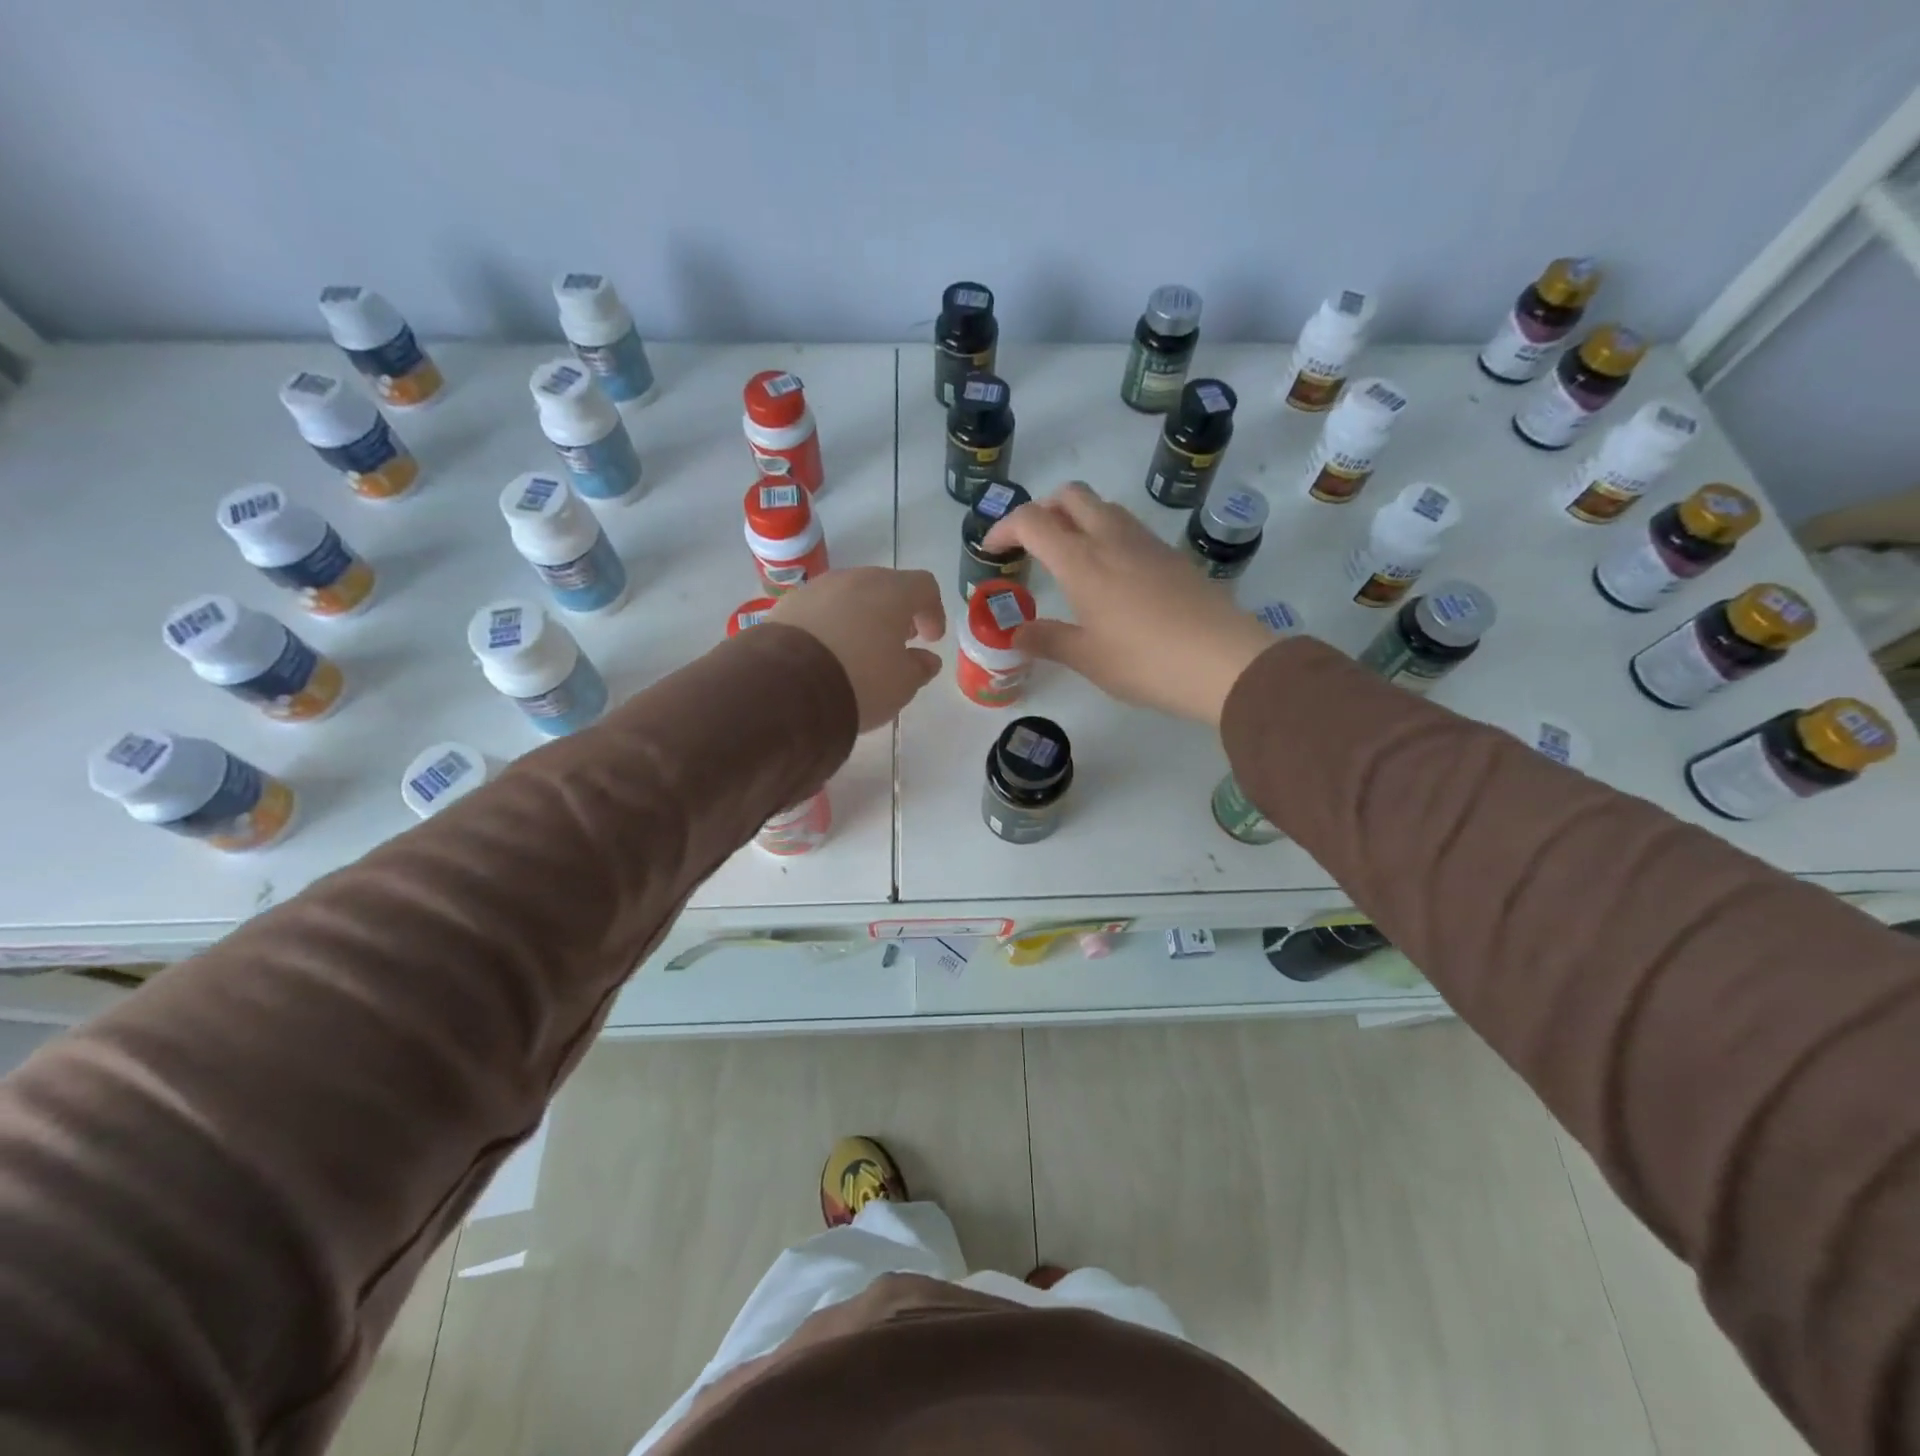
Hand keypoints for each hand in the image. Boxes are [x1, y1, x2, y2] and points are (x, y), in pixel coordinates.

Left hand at [768, 567, 945, 731]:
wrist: (788, 686)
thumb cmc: (860, 680)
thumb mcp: (902, 684)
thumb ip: (919, 668)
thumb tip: (926, 660)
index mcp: (892, 591)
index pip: (924, 587)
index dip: (932, 611)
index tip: (931, 639)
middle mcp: (855, 579)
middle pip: (885, 586)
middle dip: (895, 612)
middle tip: (897, 641)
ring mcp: (817, 588)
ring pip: (849, 596)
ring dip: (861, 616)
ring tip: (860, 649)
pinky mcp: (787, 605)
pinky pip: (819, 609)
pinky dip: (830, 625)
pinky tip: (827, 653)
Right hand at [981, 482, 1276, 724]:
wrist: (1223, 661)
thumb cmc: (1145, 661)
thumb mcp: (1087, 658)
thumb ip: (1046, 640)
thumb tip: (1014, 633)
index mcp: (1081, 560)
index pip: (1031, 521)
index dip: (1003, 528)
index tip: (992, 550)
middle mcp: (1111, 538)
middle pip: (1069, 495)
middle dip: (1042, 509)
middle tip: (1030, 543)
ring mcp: (1146, 542)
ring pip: (1102, 506)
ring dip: (1076, 518)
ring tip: (1068, 557)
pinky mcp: (1171, 554)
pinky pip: (1128, 526)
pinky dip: (1105, 533)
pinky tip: (1109, 573)